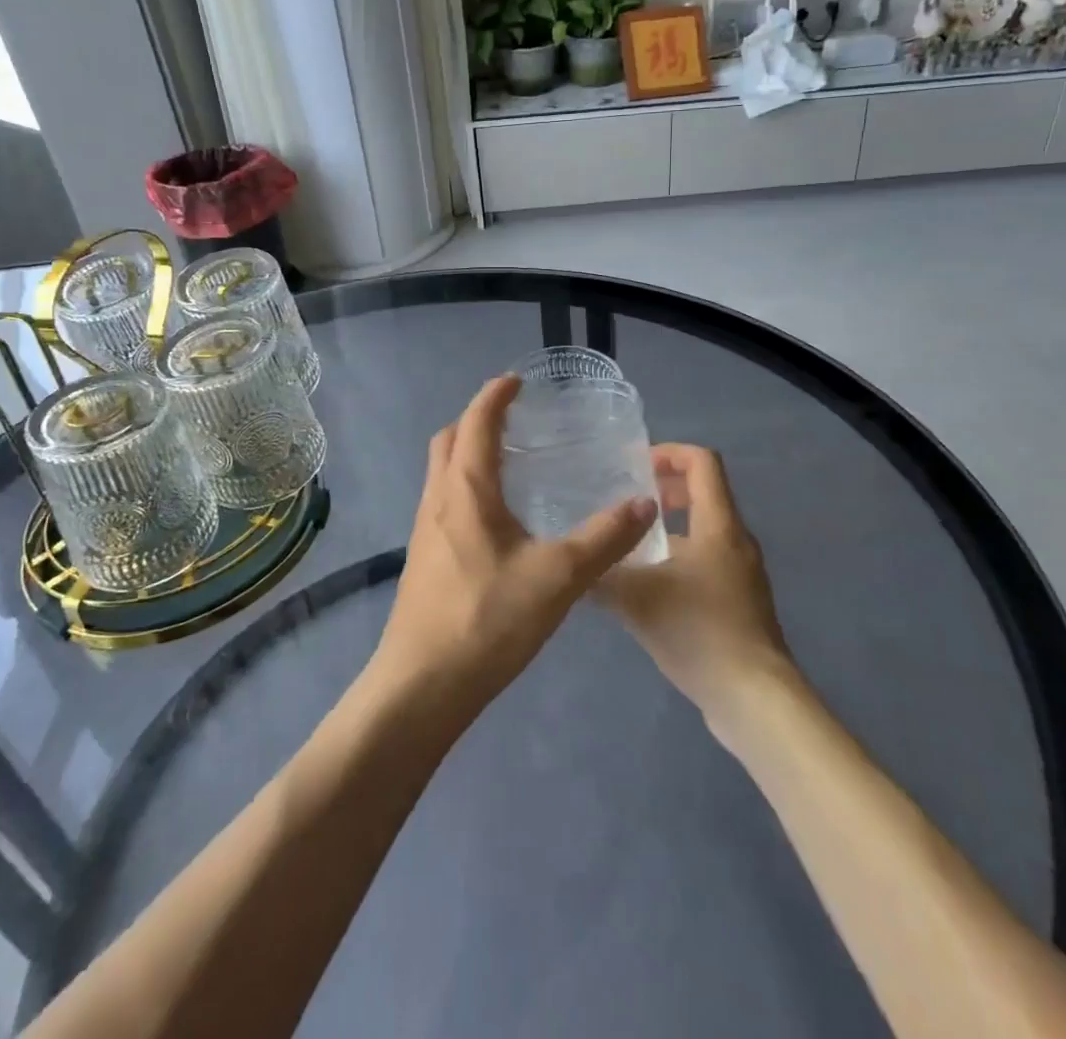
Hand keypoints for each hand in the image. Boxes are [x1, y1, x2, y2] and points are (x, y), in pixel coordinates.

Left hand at [370, 376, 657, 724]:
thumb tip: (643, 503)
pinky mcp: (424, 559)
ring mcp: (425, 530)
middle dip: (477, 419)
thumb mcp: (558, 577)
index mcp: (466, 489)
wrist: (422, 686)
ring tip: (512, 463)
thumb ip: (604, 538)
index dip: (495, 396)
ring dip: (469, 453)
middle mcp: (438, 499)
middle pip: (449, 440)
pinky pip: (444, 501)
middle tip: (515, 419)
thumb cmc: (487, 620)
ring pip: (443, 472)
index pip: (477, 422)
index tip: (517, 380)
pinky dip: (467, 487)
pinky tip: (498, 519)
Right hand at [599, 445, 795, 724]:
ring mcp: (742, 574)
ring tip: (627, 549)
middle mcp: (736, 540)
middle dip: (663, 491)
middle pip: (703, 494)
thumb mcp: (637, 599)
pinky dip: (677, 561)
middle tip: (625, 505)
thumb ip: (602, 574)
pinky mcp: (741, 603)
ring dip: (667, 531)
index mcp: (718, 525)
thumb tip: (574, 561)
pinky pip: (707, 563)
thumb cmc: (699, 632)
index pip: (702, 462)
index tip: (633, 467)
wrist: (754, 699)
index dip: (668, 452)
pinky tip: (647, 592)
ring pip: (703, 533)